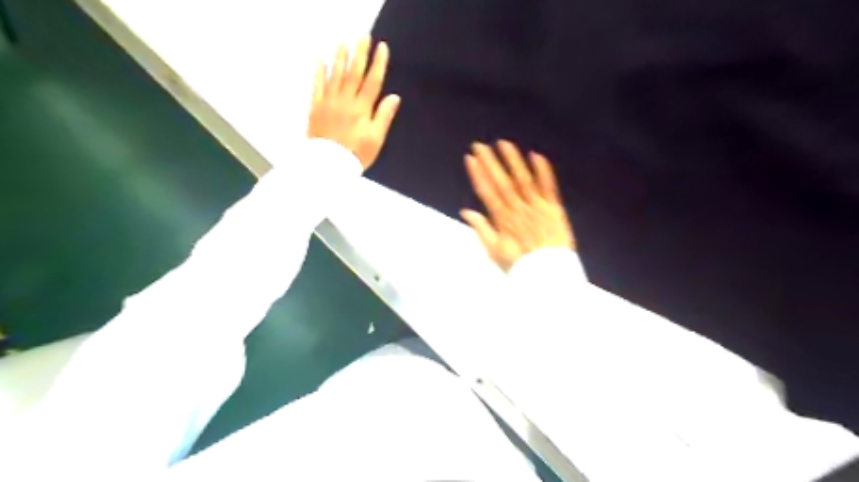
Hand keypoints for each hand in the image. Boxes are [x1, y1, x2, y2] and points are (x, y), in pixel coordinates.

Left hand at [309, 33, 403, 168]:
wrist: (328, 166)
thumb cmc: (356, 154)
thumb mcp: (376, 139)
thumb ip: (383, 117)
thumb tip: (394, 97)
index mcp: (361, 109)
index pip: (372, 82)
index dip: (378, 64)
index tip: (382, 48)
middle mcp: (345, 101)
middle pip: (354, 73)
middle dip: (359, 54)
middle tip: (363, 37)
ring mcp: (328, 103)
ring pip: (335, 76)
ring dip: (340, 58)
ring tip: (343, 43)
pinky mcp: (316, 108)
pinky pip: (317, 86)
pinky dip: (319, 73)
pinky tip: (320, 61)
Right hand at [459, 141, 571, 272]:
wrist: (548, 272)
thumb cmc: (520, 263)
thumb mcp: (494, 250)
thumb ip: (481, 229)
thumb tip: (466, 212)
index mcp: (502, 218)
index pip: (487, 191)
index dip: (478, 173)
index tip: (470, 158)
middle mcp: (518, 208)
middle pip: (502, 182)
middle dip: (490, 162)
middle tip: (480, 145)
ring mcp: (536, 206)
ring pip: (523, 179)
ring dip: (513, 161)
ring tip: (503, 144)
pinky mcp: (553, 208)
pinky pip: (548, 186)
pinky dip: (542, 171)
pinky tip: (536, 155)